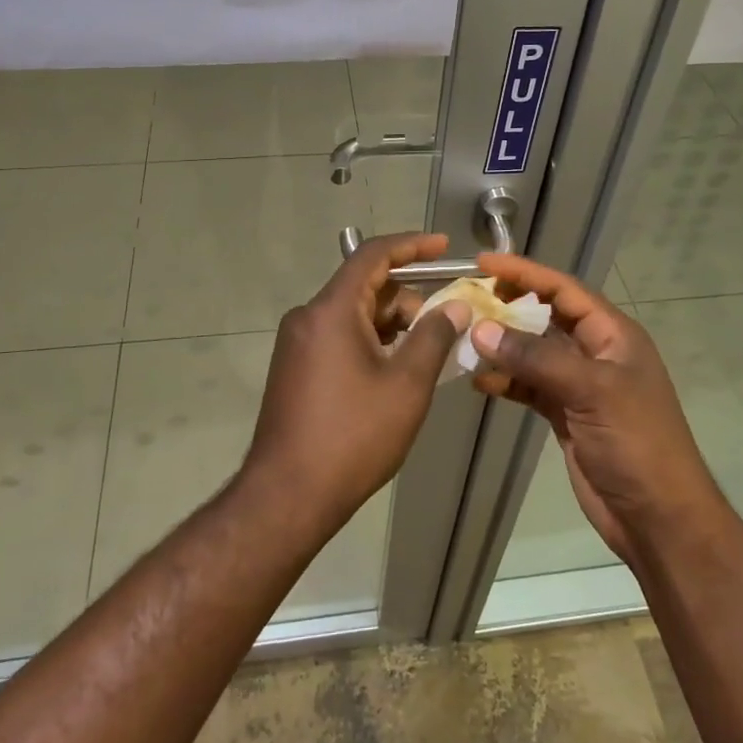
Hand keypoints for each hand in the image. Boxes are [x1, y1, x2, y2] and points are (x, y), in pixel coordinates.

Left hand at [242, 233, 470, 536]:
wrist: (287, 496)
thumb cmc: (353, 436)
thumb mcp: (406, 385)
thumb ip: (433, 336)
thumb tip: (454, 306)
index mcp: (330, 310)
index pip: (372, 256)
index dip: (412, 246)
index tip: (445, 247)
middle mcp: (308, 317)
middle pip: (365, 287)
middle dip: (409, 297)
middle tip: (448, 321)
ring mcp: (297, 344)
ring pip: (353, 315)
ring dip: (392, 324)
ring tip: (429, 351)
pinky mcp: (295, 369)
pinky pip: (339, 338)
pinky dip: (372, 343)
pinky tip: (398, 369)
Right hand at [468, 253, 719, 564]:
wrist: (657, 517)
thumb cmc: (636, 443)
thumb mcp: (590, 391)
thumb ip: (535, 358)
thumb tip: (482, 329)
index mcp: (613, 335)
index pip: (564, 290)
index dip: (525, 273)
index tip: (484, 262)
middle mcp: (596, 353)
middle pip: (546, 317)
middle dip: (509, 306)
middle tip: (468, 299)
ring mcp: (580, 385)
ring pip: (534, 353)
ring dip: (503, 346)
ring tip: (465, 341)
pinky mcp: (566, 414)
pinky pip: (530, 387)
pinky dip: (506, 382)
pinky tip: (480, 382)